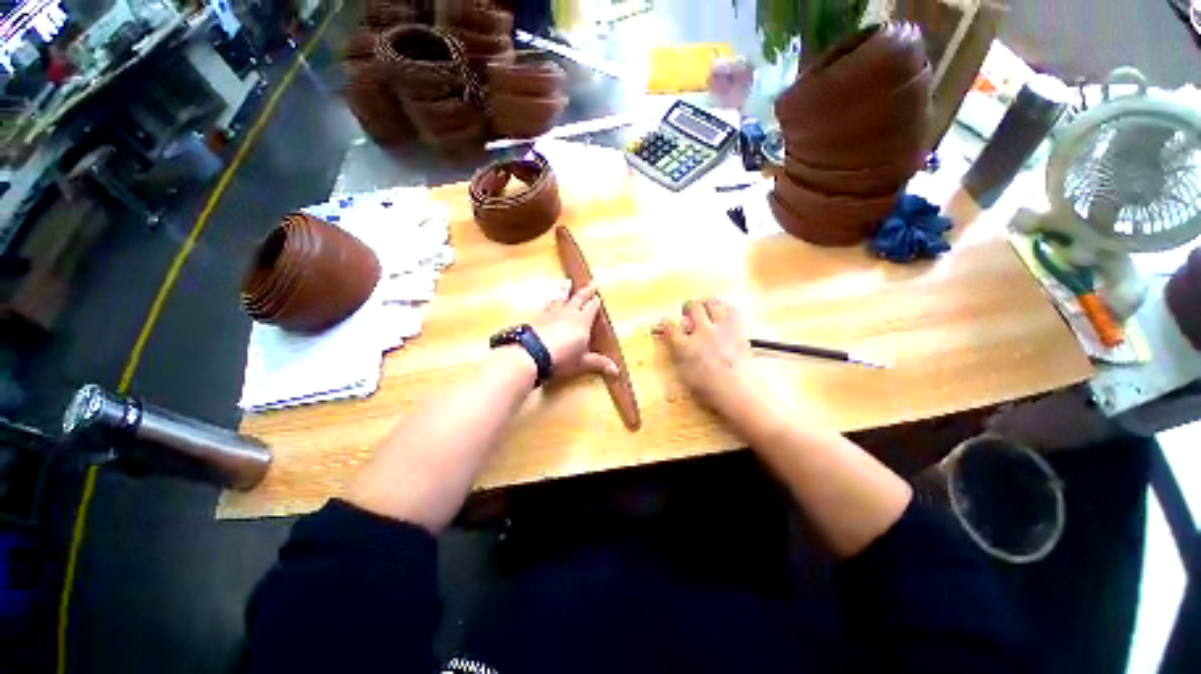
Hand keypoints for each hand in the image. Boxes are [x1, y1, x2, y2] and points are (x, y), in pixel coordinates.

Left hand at [531, 284, 618, 380]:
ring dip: (564, 290)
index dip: (595, 303)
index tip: (598, 297)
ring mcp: (551, 313)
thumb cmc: (562, 357)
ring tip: (566, 282)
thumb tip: (617, 371)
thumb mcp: (582, 362)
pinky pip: (545, 305)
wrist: (531, 353)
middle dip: (586, 291)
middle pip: (578, 298)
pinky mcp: (536, 317)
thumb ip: (598, 363)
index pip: (591, 308)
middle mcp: (568, 313)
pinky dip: (549, 301)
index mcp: (582, 321)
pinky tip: (547, 302)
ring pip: (560, 297)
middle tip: (592, 282)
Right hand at [653, 298, 764, 415]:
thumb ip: (678, 356)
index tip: (664, 322)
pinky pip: (732, 310)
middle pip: (692, 306)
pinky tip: (723, 314)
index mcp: (686, 346)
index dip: (664, 323)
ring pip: (713, 302)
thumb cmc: (709, 390)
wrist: (739, 393)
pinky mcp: (739, 330)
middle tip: (688, 313)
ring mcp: (722, 329)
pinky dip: (725, 308)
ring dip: (706, 303)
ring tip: (706, 309)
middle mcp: (703, 333)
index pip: (670, 327)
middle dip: (687, 307)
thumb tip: (675, 344)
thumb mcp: (685, 376)